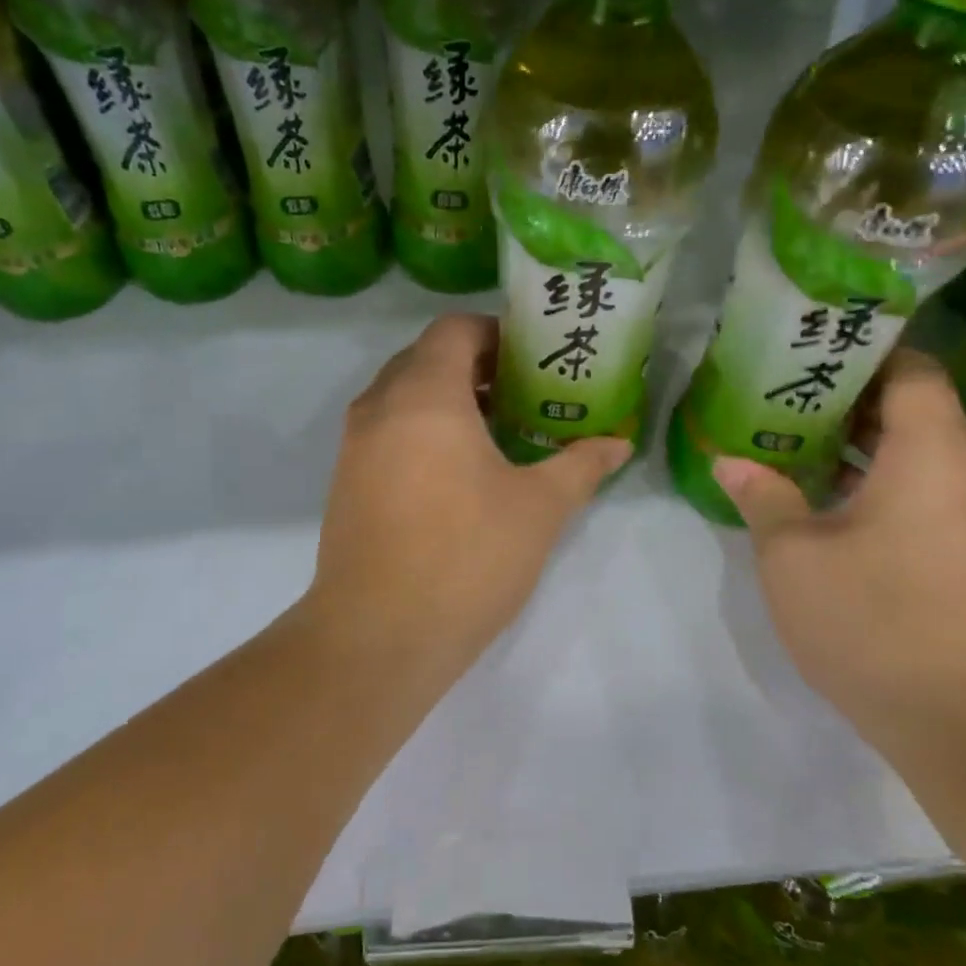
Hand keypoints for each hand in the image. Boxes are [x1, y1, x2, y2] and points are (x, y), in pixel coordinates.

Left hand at [302, 314, 630, 685]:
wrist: (378, 635)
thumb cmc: (466, 558)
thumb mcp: (539, 509)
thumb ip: (580, 466)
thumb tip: (619, 444)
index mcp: (424, 396)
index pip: (454, 330)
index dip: (496, 333)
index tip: (533, 359)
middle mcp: (379, 408)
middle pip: (425, 358)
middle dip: (475, 366)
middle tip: (523, 394)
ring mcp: (354, 446)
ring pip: (401, 397)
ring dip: (445, 400)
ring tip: (496, 432)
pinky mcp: (345, 482)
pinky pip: (386, 432)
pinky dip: (420, 431)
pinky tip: (456, 474)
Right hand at [713, 349, 965, 733]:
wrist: (959, 719)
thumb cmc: (871, 618)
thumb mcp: (793, 555)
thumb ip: (762, 496)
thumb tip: (730, 460)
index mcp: (932, 452)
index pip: (912, 368)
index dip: (864, 352)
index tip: (809, 352)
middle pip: (914, 407)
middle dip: (849, 397)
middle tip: (781, 394)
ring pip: (918, 452)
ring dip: (861, 443)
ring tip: (793, 441)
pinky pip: (925, 490)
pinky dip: (879, 479)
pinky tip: (825, 498)